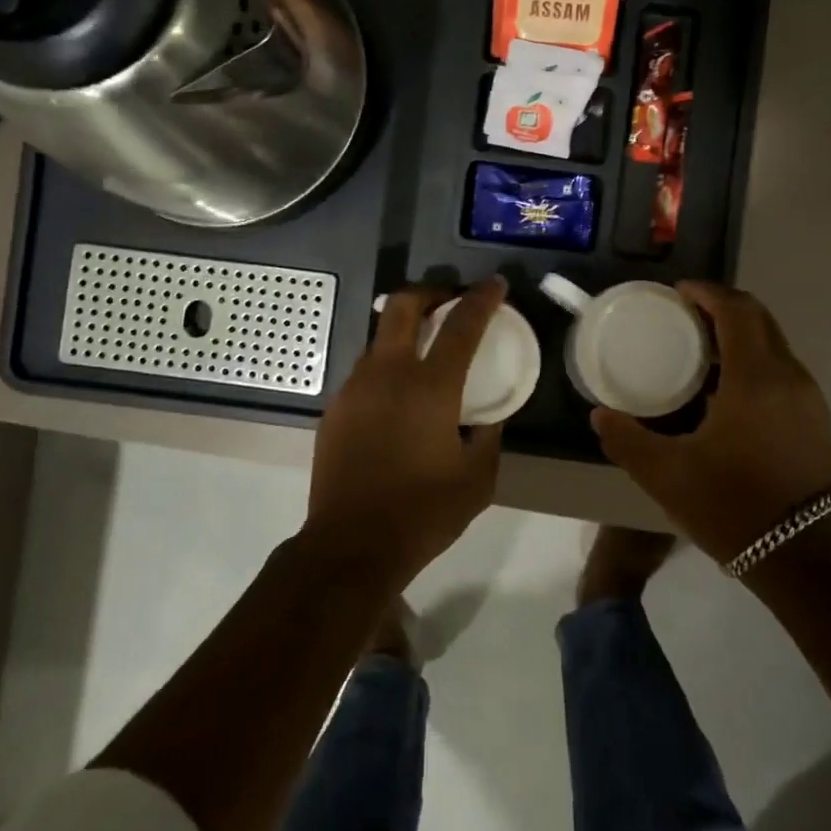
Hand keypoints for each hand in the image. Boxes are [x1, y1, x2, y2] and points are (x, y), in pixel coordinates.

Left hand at [306, 278, 506, 585]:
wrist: (351, 545)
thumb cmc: (423, 512)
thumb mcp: (478, 479)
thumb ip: (489, 436)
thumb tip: (490, 414)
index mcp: (429, 387)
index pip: (461, 325)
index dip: (482, 299)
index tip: (496, 285)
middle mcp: (388, 374)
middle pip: (402, 305)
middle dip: (429, 292)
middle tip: (449, 302)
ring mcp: (354, 388)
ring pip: (378, 337)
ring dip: (404, 332)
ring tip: (424, 354)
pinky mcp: (335, 409)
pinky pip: (364, 372)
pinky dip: (386, 367)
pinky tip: (397, 399)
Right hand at [592, 282, 830, 565]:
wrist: (805, 560)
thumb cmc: (733, 508)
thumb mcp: (666, 476)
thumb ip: (626, 439)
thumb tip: (599, 415)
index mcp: (755, 380)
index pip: (736, 311)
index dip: (706, 293)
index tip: (675, 292)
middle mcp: (789, 377)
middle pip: (759, 318)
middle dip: (721, 306)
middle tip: (681, 314)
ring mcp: (808, 398)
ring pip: (773, 343)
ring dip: (738, 332)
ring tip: (697, 346)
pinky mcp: (814, 418)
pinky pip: (780, 368)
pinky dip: (751, 358)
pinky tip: (722, 386)